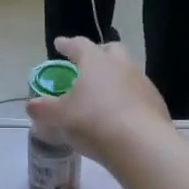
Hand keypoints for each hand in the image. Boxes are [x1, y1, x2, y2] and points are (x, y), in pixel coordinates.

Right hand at [27, 36, 172, 167]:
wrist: (140, 144)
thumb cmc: (93, 122)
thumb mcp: (60, 117)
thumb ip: (44, 109)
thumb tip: (31, 105)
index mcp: (96, 62)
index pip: (79, 45)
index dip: (67, 44)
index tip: (59, 44)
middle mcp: (122, 65)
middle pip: (111, 50)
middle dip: (99, 53)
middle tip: (87, 63)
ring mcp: (142, 83)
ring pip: (127, 72)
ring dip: (115, 78)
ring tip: (103, 94)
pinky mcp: (156, 103)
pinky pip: (138, 94)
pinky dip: (127, 99)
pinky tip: (120, 115)